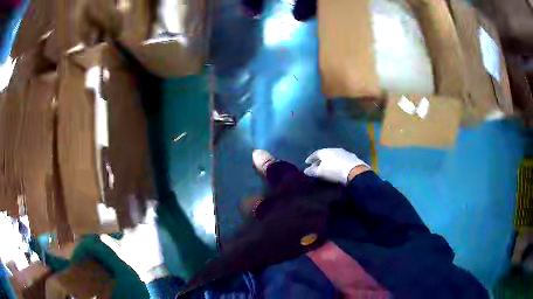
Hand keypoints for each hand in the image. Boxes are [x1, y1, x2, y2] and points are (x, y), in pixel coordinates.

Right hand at [304, 148, 368, 183]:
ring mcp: (345, 153)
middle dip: (320, 160)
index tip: (307, 163)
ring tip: (327, 168)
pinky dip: (338, 163)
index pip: (316, 153)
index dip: (311, 158)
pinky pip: (342, 160)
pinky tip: (338, 168)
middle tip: (316, 166)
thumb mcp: (321, 172)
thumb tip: (306, 170)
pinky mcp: (352, 158)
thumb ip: (313, 171)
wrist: (354, 171)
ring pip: (334, 156)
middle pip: (325, 154)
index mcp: (325, 151)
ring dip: (330, 161)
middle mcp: (335, 149)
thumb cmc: (334, 170)